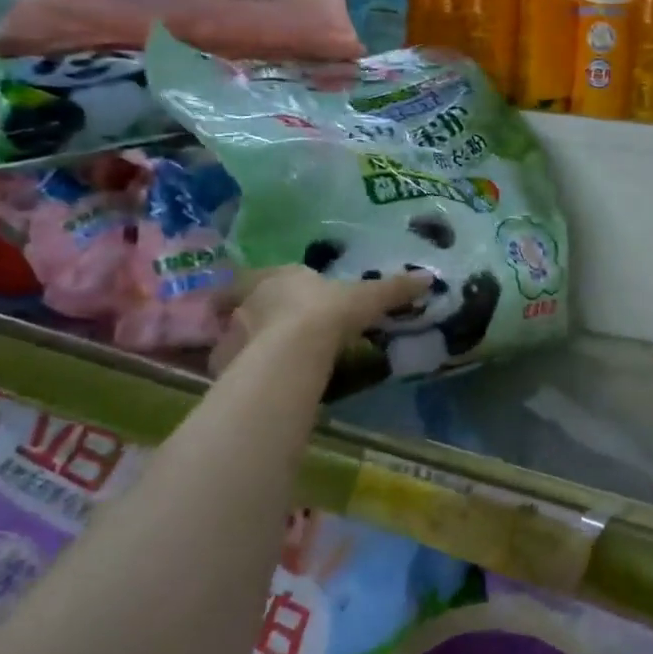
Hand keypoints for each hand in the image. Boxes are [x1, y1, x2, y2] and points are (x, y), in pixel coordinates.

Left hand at [210, 265, 430, 375]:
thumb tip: (428, 277)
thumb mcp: (368, 298)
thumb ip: (395, 288)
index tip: (307, 301)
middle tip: (290, 329)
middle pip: (259, 300)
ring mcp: (235, 327)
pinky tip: (261, 378)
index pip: (285, 275)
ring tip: (275, 357)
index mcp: (284, 274)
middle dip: (271, 311)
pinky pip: (233, 360)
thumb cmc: (329, 313)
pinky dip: (243, 366)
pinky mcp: (224, 359)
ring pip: (242, 329)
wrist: (292, 350)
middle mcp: (254, 295)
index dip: (295, 285)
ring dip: (253, 338)